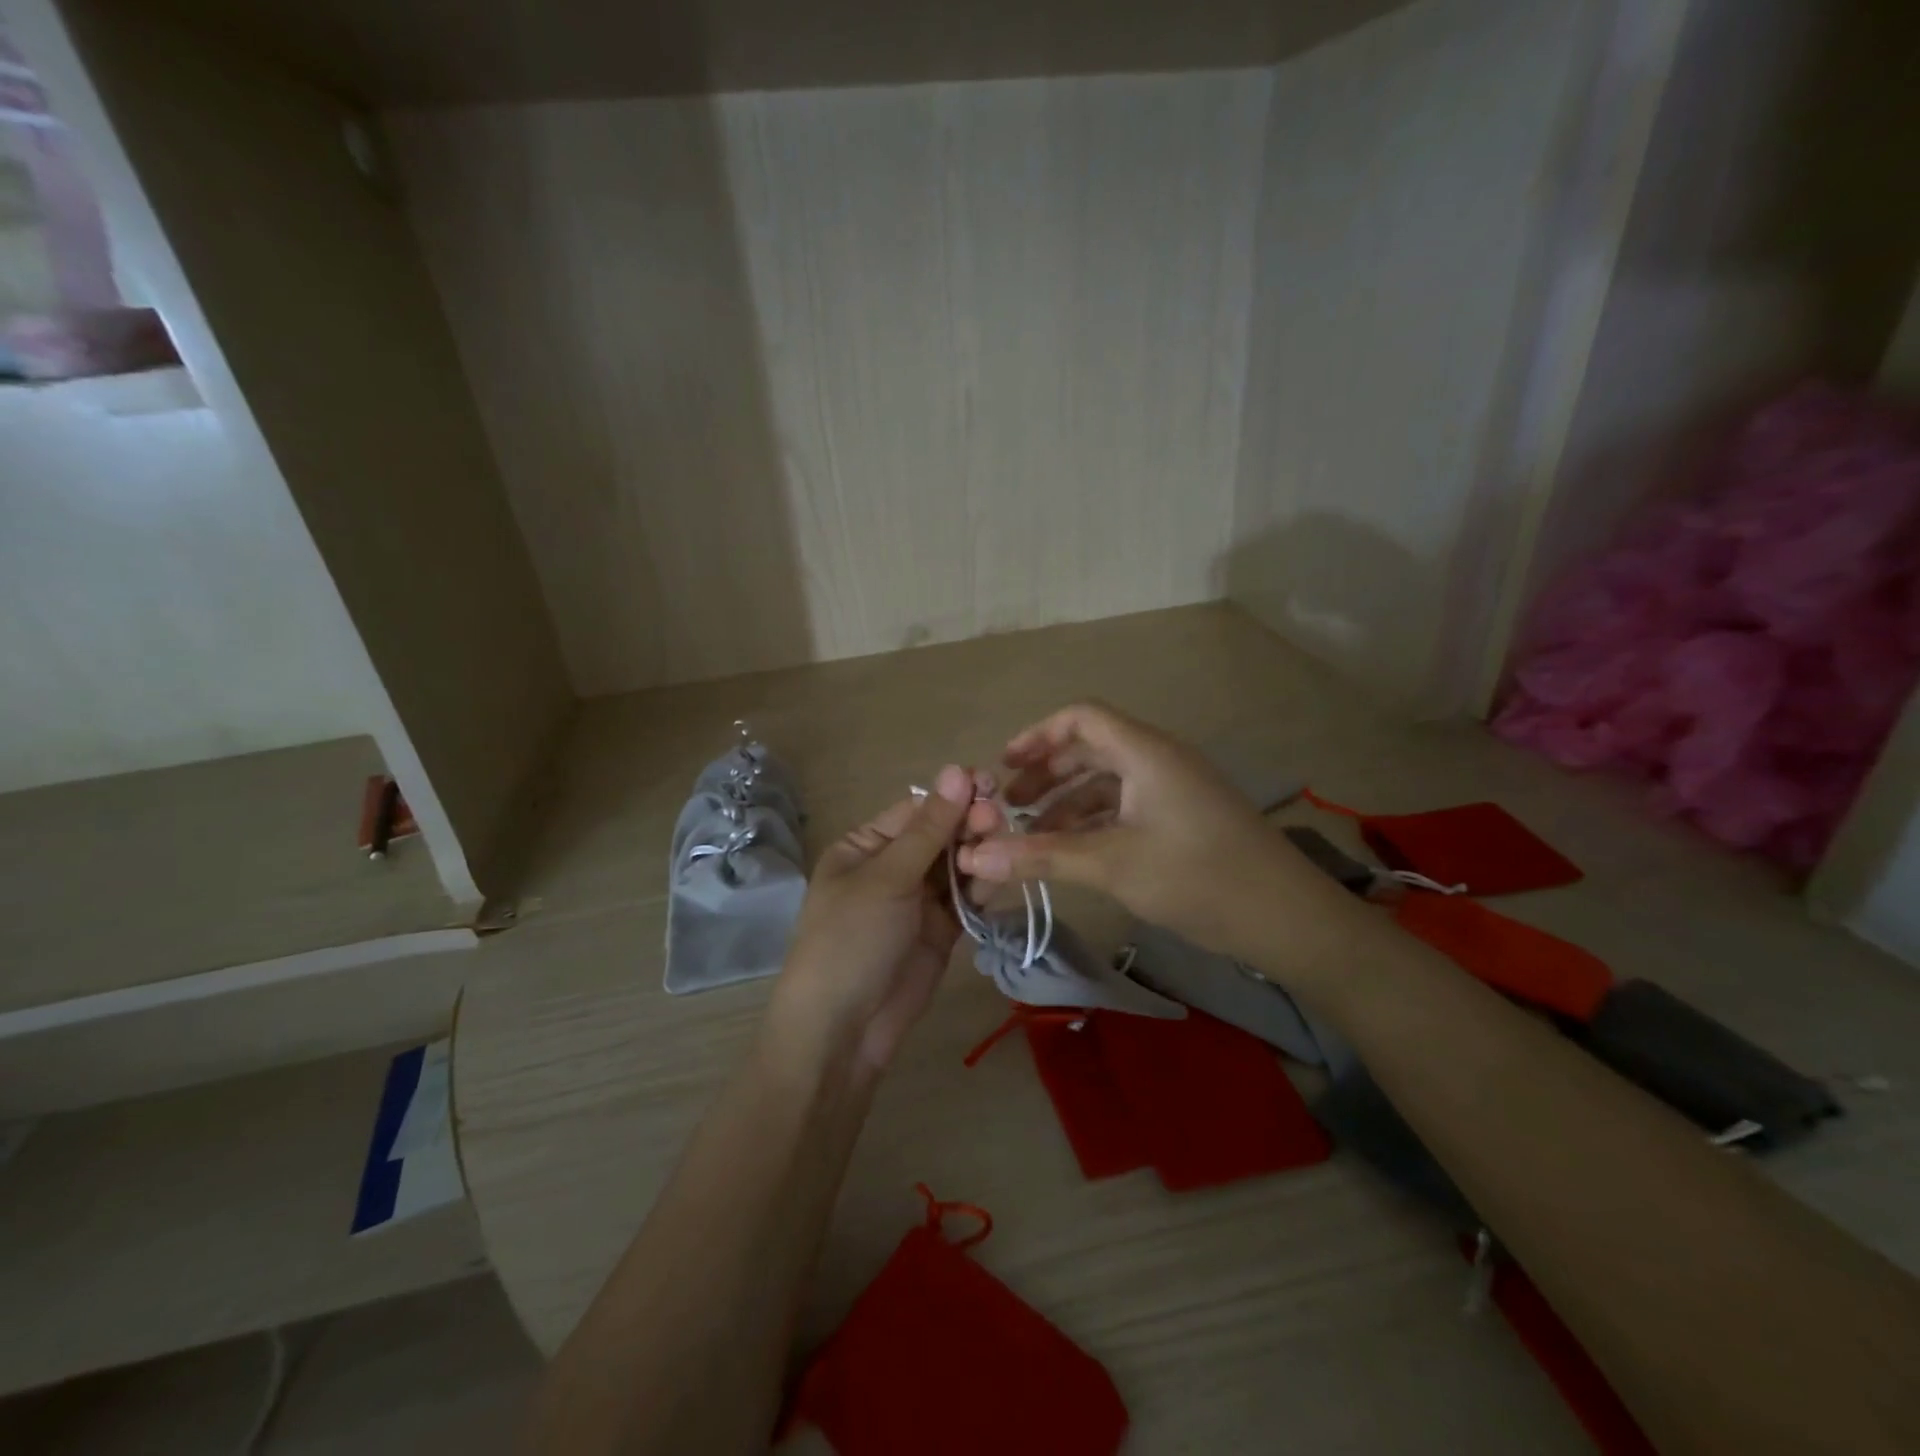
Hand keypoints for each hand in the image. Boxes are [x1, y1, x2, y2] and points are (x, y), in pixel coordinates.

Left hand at [769, 765, 979, 1075]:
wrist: (842, 1030)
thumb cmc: (852, 939)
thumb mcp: (887, 877)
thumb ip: (929, 828)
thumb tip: (957, 770)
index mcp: (865, 847)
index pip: (916, 810)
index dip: (952, 796)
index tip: (990, 784)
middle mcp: (892, 868)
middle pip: (940, 835)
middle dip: (969, 825)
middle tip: (998, 819)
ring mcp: (917, 902)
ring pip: (957, 866)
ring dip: (979, 854)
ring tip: (1002, 847)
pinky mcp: (940, 932)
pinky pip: (965, 900)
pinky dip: (981, 888)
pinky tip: (999, 877)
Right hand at [956, 703, 1339, 967]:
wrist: (1286, 918)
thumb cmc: (1197, 876)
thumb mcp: (1112, 864)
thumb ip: (1041, 856)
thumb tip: (973, 858)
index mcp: (1145, 752)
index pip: (1082, 717)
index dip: (1037, 735)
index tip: (1002, 767)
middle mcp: (1159, 760)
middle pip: (1090, 749)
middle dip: (1045, 775)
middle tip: (1008, 807)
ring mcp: (1173, 790)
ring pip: (1107, 783)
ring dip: (1066, 804)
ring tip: (1030, 837)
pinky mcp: (1182, 819)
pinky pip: (1125, 807)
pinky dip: (1093, 823)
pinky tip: (1070, 852)